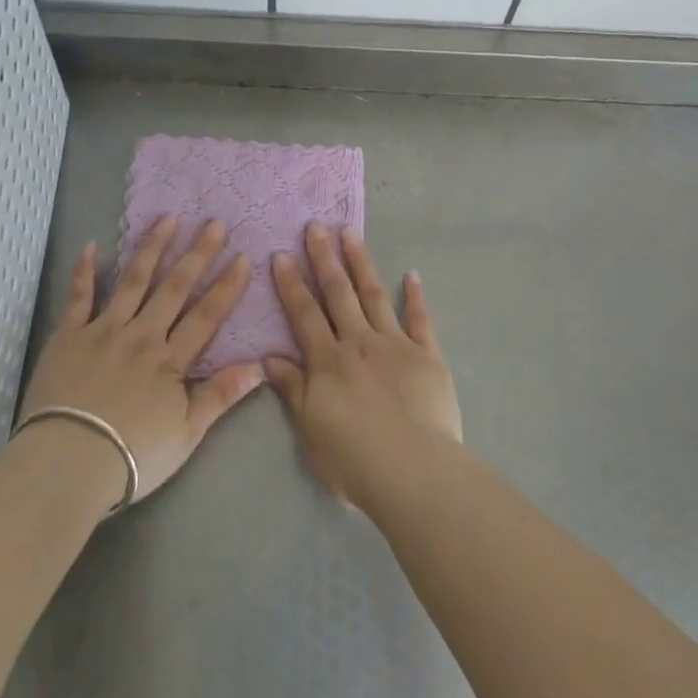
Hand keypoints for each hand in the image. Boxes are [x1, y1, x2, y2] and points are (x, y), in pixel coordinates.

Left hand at [19, 217, 262, 505]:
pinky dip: (84, 271)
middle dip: (197, 254)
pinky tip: (91, 246)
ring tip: (167, 219)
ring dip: (152, 248)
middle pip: (174, 288)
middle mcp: (141, 335)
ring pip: (132, 281)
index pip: (206, 316)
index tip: (243, 257)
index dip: (226, 286)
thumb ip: (221, 395)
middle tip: (213, 223)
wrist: (67, 462)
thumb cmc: (132, 455)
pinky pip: (79, 297)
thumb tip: (260, 366)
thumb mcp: (187, 433)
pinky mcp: (69, 336)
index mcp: (170, 360)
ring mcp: (103, 331)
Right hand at [265, 222, 462, 514]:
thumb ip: (293, 389)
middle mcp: (359, 342)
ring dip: (361, 263)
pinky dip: (415, 296)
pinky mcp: (427, 355)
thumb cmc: (354, 459)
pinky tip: (411, 274)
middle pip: (338, 294)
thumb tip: (269, 357)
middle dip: (324, 259)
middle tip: (316, 226)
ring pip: (374, 295)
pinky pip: (421, 319)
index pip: (304, 314)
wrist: (414, 471)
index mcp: (328, 361)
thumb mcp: (310, 430)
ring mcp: (395, 344)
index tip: (281, 254)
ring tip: (350, 234)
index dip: (291, 284)